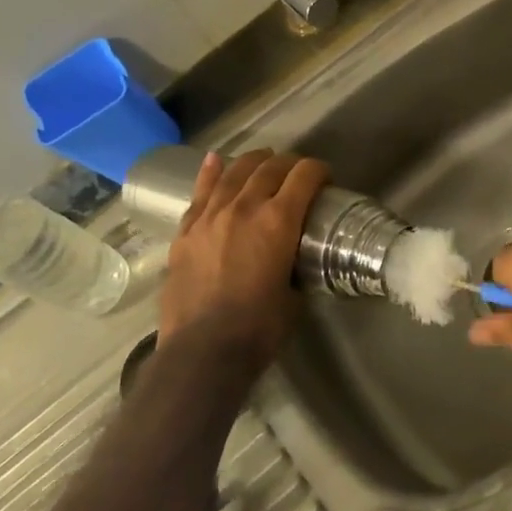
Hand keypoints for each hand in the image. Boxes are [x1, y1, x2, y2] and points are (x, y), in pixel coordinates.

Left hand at [158, 151, 328, 368]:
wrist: (203, 350)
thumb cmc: (259, 328)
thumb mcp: (295, 295)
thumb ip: (296, 266)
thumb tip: (295, 259)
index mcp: (278, 221)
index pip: (304, 177)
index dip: (319, 171)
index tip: (326, 178)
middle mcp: (244, 208)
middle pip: (269, 168)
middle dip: (289, 164)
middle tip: (299, 173)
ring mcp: (210, 217)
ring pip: (233, 174)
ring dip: (253, 162)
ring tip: (263, 160)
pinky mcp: (185, 232)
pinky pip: (200, 193)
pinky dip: (211, 174)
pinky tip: (215, 162)